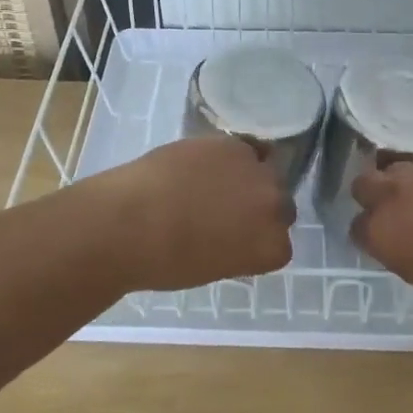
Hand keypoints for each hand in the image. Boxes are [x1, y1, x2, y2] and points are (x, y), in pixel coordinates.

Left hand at [92, 136, 294, 291]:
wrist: (132, 223)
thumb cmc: (165, 262)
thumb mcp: (213, 268)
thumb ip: (237, 250)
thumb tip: (232, 235)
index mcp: (272, 248)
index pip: (280, 243)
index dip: (258, 239)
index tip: (238, 239)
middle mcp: (274, 207)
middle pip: (280, 203)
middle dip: (259, 207)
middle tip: (229, 210)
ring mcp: (257, 172)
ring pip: (265, 170)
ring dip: (248, 176)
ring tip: (215, 182)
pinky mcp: (233, 144)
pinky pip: (246, 147)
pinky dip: (231, 154)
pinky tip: (208, 161)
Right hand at [351, 152, 412, 326]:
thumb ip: (403, 254)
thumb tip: (403, 242)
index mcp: (381, 234)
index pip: (357, 227)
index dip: (371, 234)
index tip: (387, 241)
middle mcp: (392, 195)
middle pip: (363, 184)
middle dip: (374, 196)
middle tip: (398, 211)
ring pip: (393, 163)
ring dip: (401, 177)